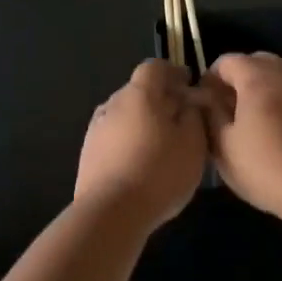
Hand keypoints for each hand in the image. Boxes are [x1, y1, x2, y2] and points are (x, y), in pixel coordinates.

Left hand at [74, 60, 208, 231]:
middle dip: (160, 99)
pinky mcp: (88, 155)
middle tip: (181, 118)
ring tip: (162, 144)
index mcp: (139, 94)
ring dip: (143, 122)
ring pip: (124, 115)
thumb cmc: (160, 172)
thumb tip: (187, 104)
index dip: (173, 72)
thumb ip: (193, 115)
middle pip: (138, 91)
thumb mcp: (193, 143)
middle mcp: (112, 104)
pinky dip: (129, 141)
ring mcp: (95, 130)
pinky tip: (141, 163)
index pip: (154, 67)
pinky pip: (114, 138)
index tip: (188, 84)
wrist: (111, 213)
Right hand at [200, 52, 281, 220]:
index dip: (210, 79)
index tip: (204, 104)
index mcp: (258, 77)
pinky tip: (281, 134)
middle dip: (239, 80)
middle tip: (229, 110)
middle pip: (256, 63)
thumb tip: (204, 97)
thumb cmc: (264, 167)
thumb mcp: (223, 145)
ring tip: (255, 123)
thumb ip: (210, 113)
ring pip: (280, 78)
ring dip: (263, 91)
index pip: (226, 61)